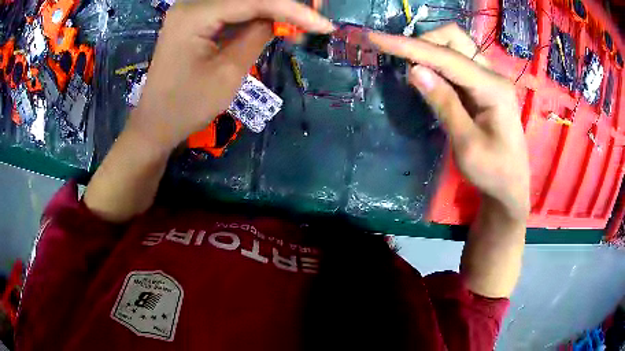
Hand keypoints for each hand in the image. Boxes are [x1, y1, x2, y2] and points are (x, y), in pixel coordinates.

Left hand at [127, 0, 333, 151]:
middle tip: (313, 14)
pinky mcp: (193, 21)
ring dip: (270, 8)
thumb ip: (257, 36)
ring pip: (240, 2)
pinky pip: (230, 11)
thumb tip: (281, 18)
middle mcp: (191, 4)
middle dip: (282, 4)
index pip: (253, 1)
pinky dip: (253, 15)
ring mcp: (191, 11)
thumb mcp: (228, 73)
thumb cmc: (187, 106)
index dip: (292, 9)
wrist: (155, 124)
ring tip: (298, 21)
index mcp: (194, 14)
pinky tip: (273, 22)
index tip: (323, 25)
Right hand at [369, 24, 529, 220]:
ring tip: (410, 68)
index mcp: (493, 89)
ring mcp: (489, 79)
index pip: (447, 57)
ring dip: (429, 51)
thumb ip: (444, 104)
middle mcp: (492, 75)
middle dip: (423, 42)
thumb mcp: (467, 146)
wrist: (510, 187)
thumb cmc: (493, 173)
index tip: (376, 38)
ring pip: (455, 47)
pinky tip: (426, 77)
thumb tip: (414, 70)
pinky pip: (456, 62)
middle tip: (401, 61)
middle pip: (454, 39)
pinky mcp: (483, 86)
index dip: (409, 46)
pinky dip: (437, 63)